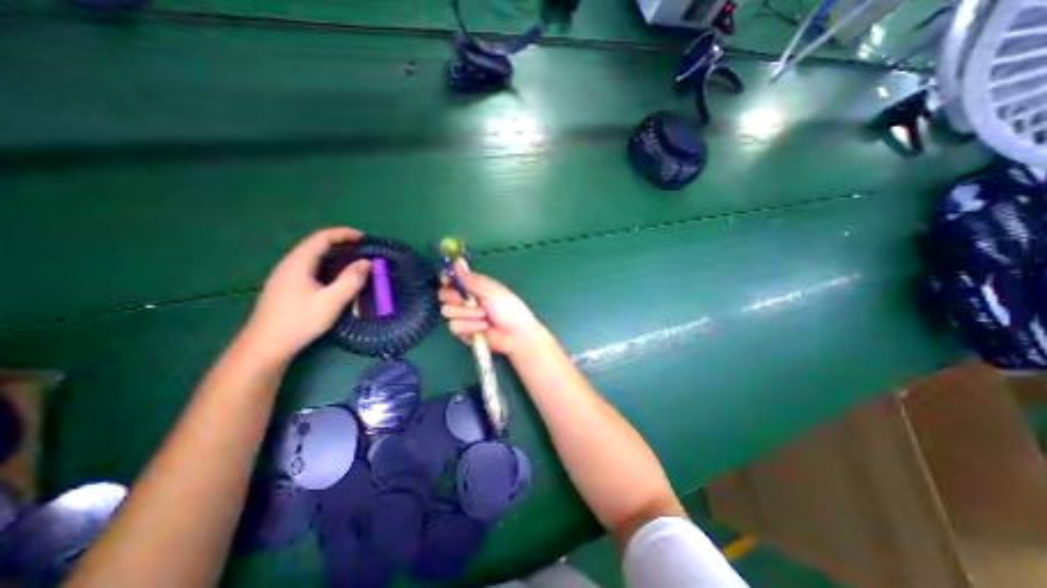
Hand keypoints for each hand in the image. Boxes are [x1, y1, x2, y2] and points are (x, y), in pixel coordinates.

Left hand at [239, 226, 369, 365]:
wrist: (265, 346)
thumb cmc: (300, 320)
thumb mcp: (332, 301)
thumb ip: (351, 280)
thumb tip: (366, 262)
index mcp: (298, 263)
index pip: (321, 238)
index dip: (343, 234)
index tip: (363, 237)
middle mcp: (289, 265)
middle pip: (315, 245)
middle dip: (340, 243)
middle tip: (361, 248)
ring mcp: (284, 277)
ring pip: (311, 257)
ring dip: (333, 254)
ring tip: (352, 260)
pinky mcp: (285, 288)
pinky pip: (309, 268)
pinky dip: (326, 265)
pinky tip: (335, 277)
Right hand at [435, 264, 544, 354]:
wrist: (515, 334)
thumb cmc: (508, 308)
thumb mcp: (491, 290)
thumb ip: (470, 279)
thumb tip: (456, 260)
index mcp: (472, 286)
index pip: (451, 279)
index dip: (446, 279)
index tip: (448, 281)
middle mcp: (465, 299)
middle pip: (443, 294)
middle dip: (455, 298)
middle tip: (468, 300)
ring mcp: (462, 316)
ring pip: (447, 311)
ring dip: (467, 313)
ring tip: (484, 315)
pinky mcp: (462, 331)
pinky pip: (454, 326)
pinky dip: (469, 326)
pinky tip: (483, 326)